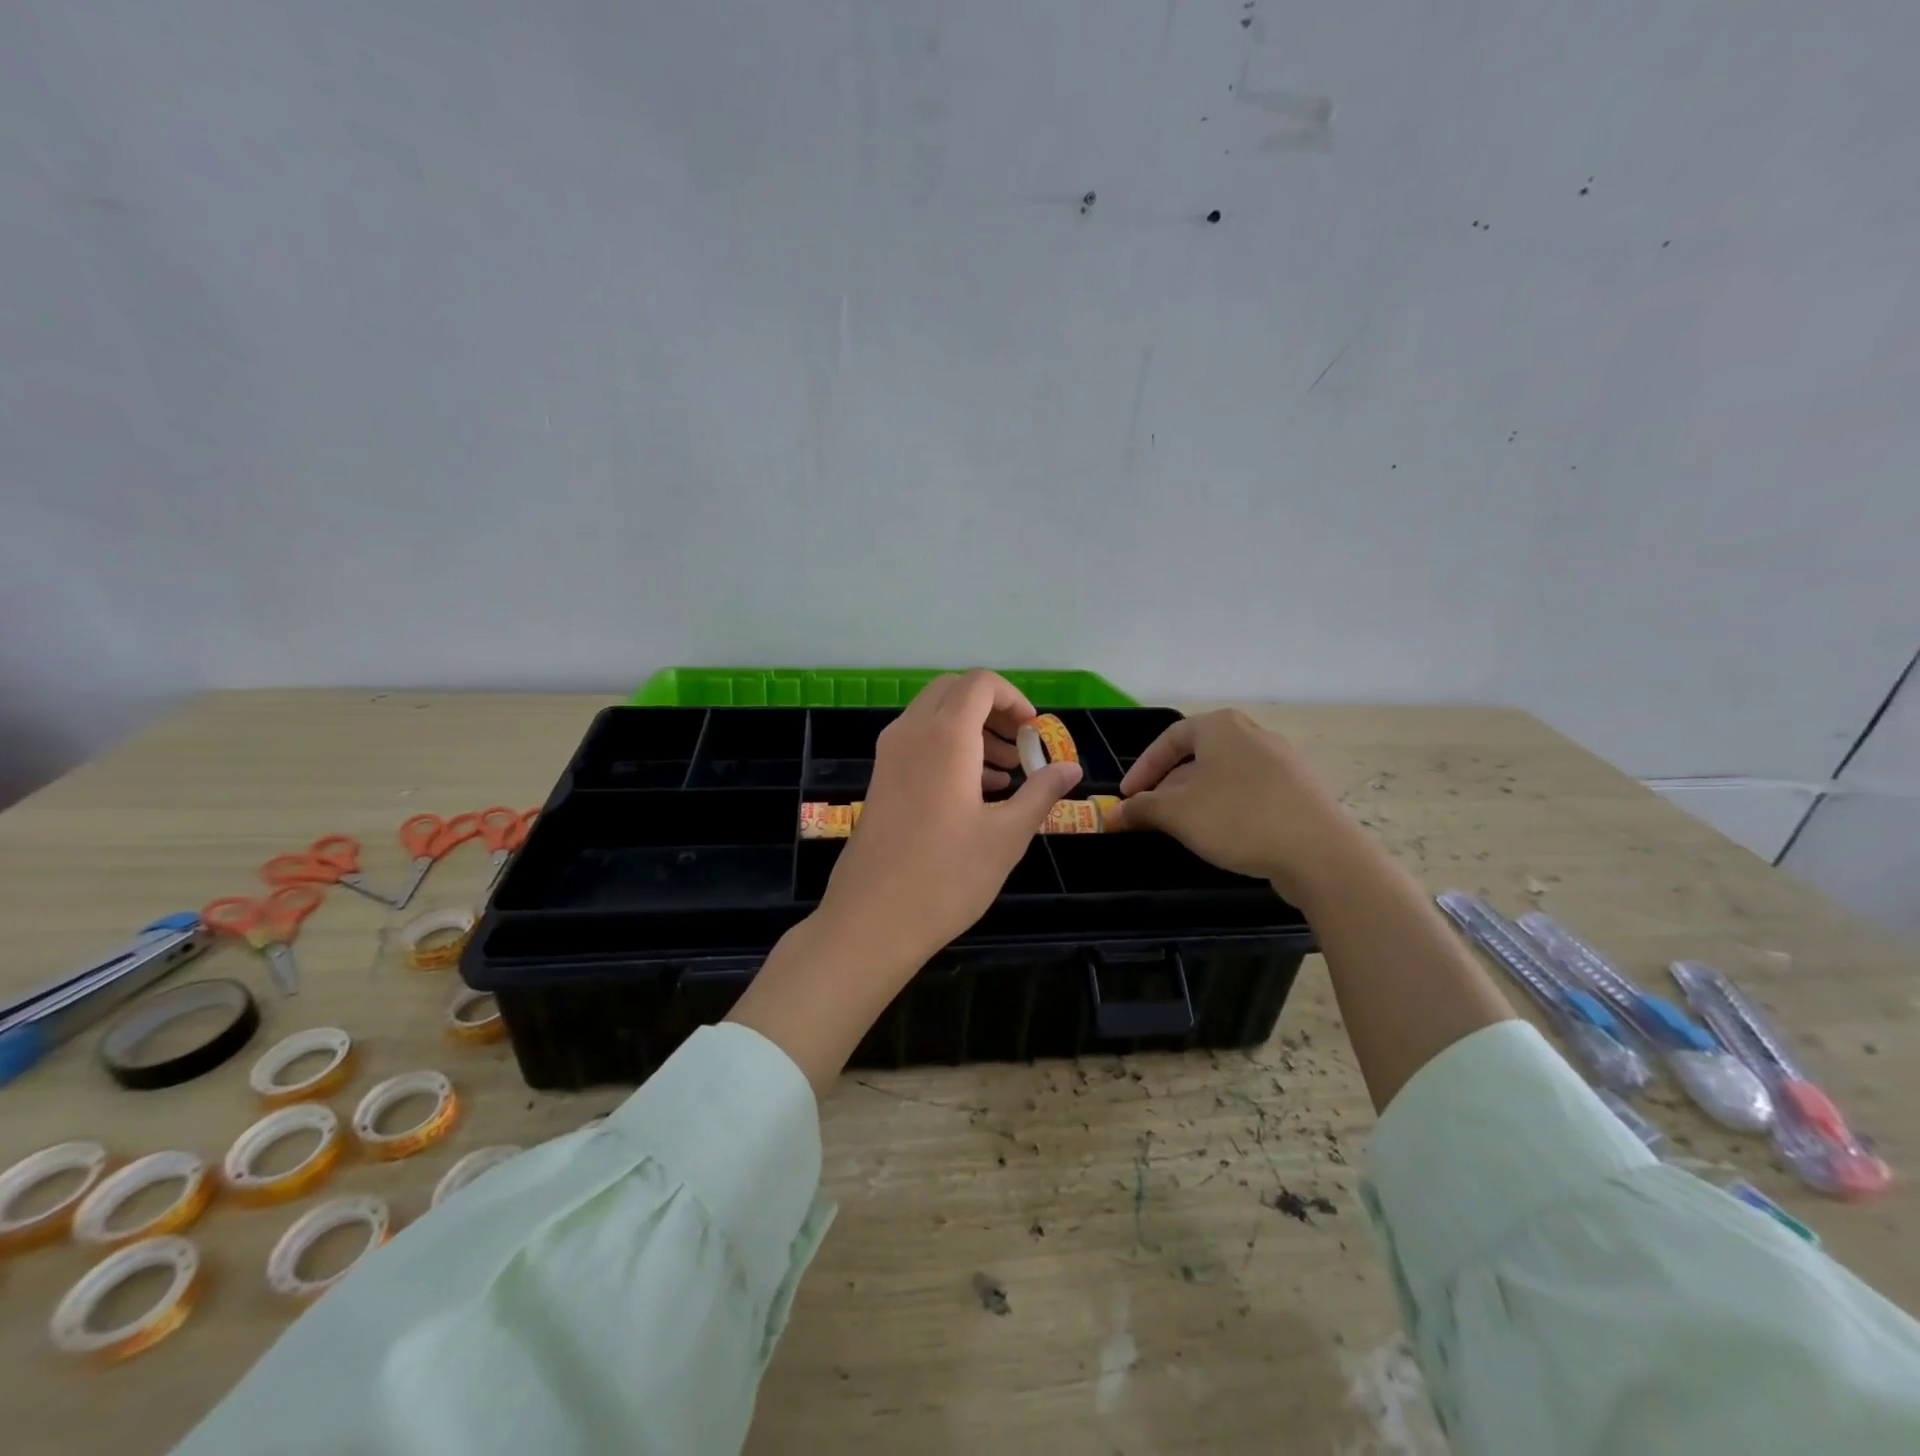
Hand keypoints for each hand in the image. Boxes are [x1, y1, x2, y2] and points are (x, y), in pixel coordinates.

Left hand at [818, 670, 1082, 971]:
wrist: (872, 920)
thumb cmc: (946, 877)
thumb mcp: (1007, 836)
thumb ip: (1041, 793)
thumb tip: (1071, 768)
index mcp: (945, 736)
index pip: (980, 683)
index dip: (1013, 698)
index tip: (1034, 732)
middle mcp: (911, 733)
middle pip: (953, 691)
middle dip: (992, 709)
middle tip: (1020, 746)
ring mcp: (889, 755)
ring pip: (933, 715)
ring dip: (971, 729)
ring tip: (1005, 774)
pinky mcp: (880, 779)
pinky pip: (917, 741)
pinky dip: (948, 748)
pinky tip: (974, 792)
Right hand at [1104, 709, 1370, 905]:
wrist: (1319, 852)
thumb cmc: (1237, 818)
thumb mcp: (1176, 813)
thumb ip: (1141, 809)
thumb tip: (1113, 814)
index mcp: (1221, 726)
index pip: (1169, 739)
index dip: (1141, 769)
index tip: (1126, 798)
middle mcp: (1253, 734)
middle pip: (1197, 757)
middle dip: (1169, 787)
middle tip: (1152, 815)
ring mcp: (1282, 762)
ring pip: (1224, 777)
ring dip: (1196, 800)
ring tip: (1183, 829)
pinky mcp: (1300, 791)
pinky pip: (1251, 793)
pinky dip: (1228, 809)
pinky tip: (1224, 836)